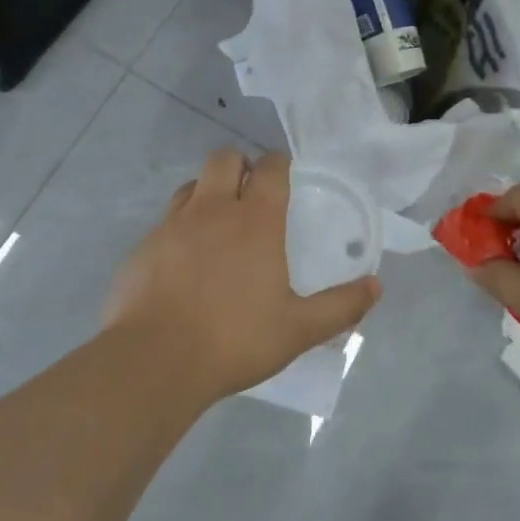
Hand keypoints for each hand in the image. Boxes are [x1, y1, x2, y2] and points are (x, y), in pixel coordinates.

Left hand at [104, 148, 381, 399]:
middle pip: (224, 159)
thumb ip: (340, 306)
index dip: (278, 163)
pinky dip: (180, 228)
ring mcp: (172, 225)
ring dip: (207, 192)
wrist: (154, 361)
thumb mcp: (298, 330)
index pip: (270, 168)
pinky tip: (185, 262)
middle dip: (240, 165)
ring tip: (218, 223)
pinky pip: (166, 221)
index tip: (284, 172)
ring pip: (191, 185)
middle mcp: (212, 210)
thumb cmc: (234, 339)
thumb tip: (376, 286)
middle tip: (251, 192)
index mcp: (255, 221)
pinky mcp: (143, 247)